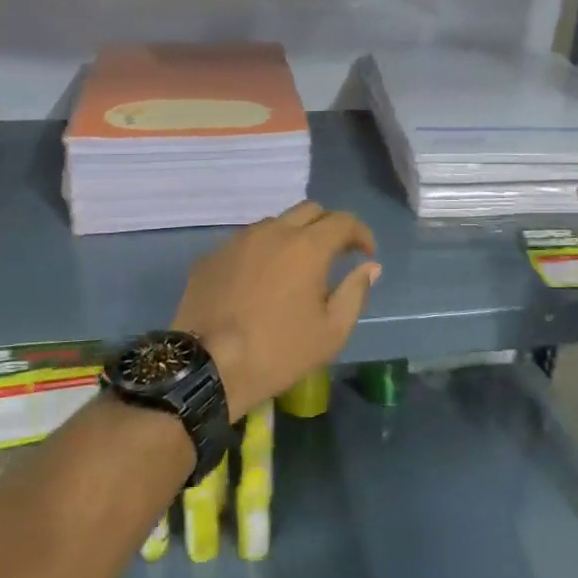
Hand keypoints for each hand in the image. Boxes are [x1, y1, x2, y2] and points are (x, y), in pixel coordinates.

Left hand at [173, 202, 381, 418]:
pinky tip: (260, 281)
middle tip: (335, 254)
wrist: (207, 366)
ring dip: (293, 236)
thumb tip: (369, 267)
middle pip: (309, 210)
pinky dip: (262, 253)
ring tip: (296, 268)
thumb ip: (355, 293)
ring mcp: (237, 241)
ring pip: (274, 224)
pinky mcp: (211, 256)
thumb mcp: (331, 332)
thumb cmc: (278, 352)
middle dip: (328, 226)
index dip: (361, 233)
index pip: (343, 221)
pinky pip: (245, 243)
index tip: (366, 254)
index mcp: (307, 247)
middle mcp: (272, 231)